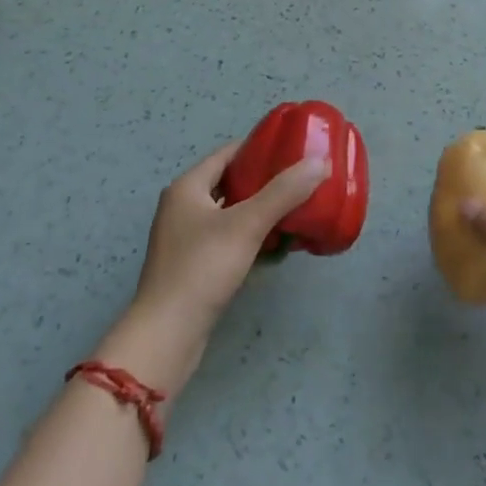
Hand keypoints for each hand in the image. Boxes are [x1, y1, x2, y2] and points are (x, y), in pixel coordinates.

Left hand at [99, 142, 329, 398]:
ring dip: (258, 210)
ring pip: (230, 212)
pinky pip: (227, 239)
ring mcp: (185, 239)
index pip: (228, 153)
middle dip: (264, 180)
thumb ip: (283, 192)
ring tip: (294, 209)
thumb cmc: (202, 269)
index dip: (260, 148)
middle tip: (299, 180)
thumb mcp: (246, 225)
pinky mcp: (192, 266)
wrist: (166, 337)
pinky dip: (249, 236)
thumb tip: (319, 162)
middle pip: (230, 182)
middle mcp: (182, 207)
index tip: (293, 149)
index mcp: (187, 187)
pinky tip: (274, 244)